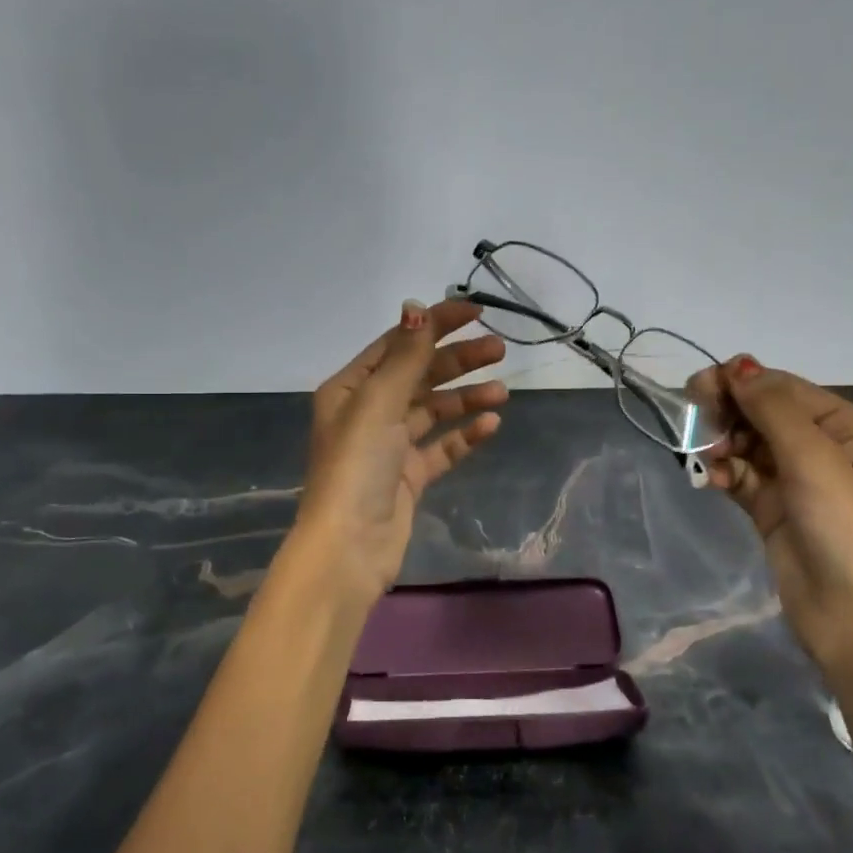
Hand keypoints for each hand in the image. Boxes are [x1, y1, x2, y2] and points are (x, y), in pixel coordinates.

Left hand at [295, 297, 508, 605]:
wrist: (350, 546)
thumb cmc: (357, 465)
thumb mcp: (378, 402)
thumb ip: (405, 356)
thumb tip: (416, 307)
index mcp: (351, 388)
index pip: (399, 344)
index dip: (435, 324)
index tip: (476, 312)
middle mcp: (368, 412)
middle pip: (420, 374)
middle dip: (458, 361)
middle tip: (499, 350)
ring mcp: (390, 446)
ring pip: (434, 410)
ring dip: (466, 397)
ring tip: (502, 391)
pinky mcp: (409, 476)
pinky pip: (442, 447)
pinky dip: (464, 434)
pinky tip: (490, 425)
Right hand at [697, 359, 852, 666]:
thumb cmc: (846, 528)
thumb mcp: (814, 458)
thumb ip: (772, 409)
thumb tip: (738, 366)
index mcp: (848, 426)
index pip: (785, 388)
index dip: (742, 382)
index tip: (699, 385)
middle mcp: (824, 446)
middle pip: (763, 413)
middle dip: (728, 413)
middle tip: (693, 418)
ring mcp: (797, 479)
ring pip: (747, 444)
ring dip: (722, 445)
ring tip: (708, 460)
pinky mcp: (773, 509)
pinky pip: (741, 476)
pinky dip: (724, 473)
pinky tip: (711, 482)